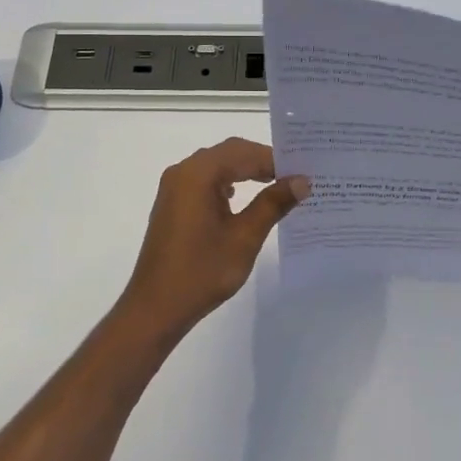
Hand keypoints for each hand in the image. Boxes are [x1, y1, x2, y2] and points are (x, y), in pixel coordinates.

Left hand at [117, 138, 309, 345]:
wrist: (156, 307)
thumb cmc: (201, 272)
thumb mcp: (244, 237)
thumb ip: (273, 203)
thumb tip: (302, 181)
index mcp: (198, 174)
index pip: (244, 153)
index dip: (275, 159)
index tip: (304, 172)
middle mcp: (183, 172)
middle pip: (229, 153)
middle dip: (262, 161)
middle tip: (295, 176)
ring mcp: (175, 187)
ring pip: (217, 165)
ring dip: (246, 170)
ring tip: (277, 184)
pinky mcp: (173, 203)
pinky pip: (205, 180)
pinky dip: (228, 182)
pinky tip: (243, 197)